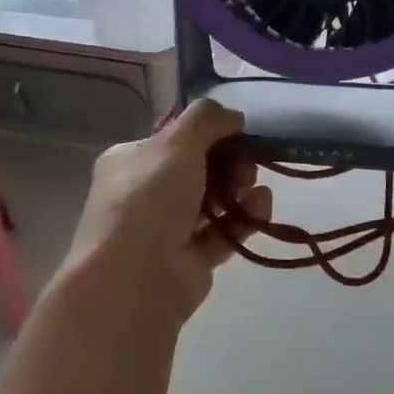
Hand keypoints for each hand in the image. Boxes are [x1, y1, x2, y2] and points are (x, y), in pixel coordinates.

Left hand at [57, 100, 273, 323]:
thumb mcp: (176, 142)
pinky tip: (262, 208)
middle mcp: (145, 194)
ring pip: (212, 202)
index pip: (173, 140)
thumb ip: (207, 119)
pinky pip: (223, 233)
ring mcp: (167, 230)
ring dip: (240, 190)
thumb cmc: (149, 197)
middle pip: (198, 170)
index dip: (208, 134)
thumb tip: (233, 116)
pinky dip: (244, 219)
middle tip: (247, 165)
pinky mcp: (190, 261)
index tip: (238, 132)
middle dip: (229, 163)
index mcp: (131, 161)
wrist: (135, 277)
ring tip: (254, 188)